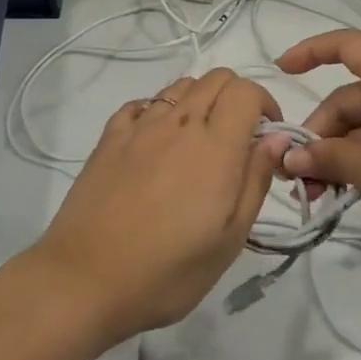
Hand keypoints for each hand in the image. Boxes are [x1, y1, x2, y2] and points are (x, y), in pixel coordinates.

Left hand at [30, 68, 286, 344]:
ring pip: (179, 86)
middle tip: (239, 137)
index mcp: (215, 147)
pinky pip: (141, 104)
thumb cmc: (167, 271)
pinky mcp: (108, 139)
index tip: (267, 135)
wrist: (84, 281)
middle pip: (215, 78)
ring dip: (200, 100)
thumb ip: (256, 180)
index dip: (265, 104)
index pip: (246, 91)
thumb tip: (276, 138)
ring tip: (200, 141)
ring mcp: (139, 128)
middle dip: (237, 96)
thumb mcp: (230, 239)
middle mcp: (178, 124)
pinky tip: (157, 141)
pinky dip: (159, 110)